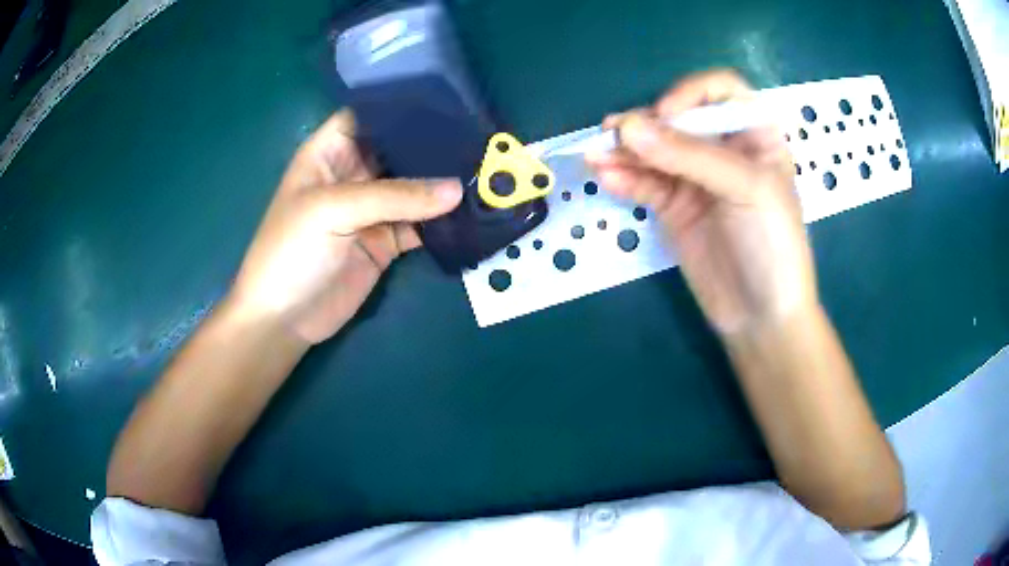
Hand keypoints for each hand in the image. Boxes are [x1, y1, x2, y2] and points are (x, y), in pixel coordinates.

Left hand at [229, 111, 462, 343]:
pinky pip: (420, 224)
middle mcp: (353, 174)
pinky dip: (443, 220)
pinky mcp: (386, 241)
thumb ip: (394, 197)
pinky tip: (472, 211)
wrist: (284, 319)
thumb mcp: (333, 210)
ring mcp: (371, 209)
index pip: (369, 115)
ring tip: (485, 168)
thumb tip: (457, 189)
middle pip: (397, 149)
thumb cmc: (291, 251)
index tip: (446, 101)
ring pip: (413, 187)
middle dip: (433, 144)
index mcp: (329, 153)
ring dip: (443, 183)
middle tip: (479, 136)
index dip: (401, 106)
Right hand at [586, 70, 816, 335]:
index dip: (691, 93)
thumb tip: (628, 128)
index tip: (665, 115)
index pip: (720, 91)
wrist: (761, 317)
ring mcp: (697, 179)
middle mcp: (724, 150)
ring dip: (624, 150)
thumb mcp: (746, 189)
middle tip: (614, 134)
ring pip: (655, 151)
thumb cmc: (773, 245)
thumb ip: (690, 156)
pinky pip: (645, 184)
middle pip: (678, 118)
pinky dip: (624, 178)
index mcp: (755, 135)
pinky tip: (606, 177)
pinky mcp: (675, 207)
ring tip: (595, 154)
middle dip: (647, 124)